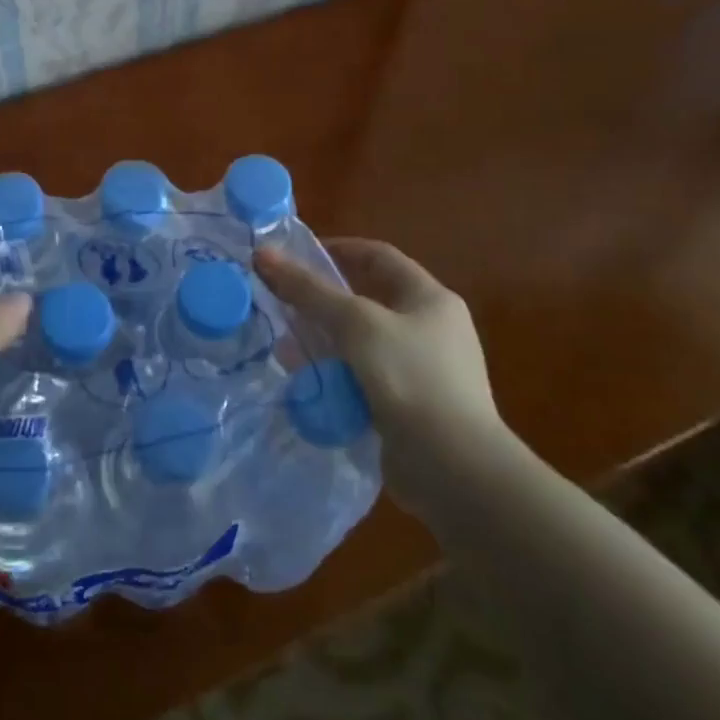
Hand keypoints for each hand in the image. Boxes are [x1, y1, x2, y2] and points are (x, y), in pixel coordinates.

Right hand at [254, 239, 510, 508]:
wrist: (456, 470)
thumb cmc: (410, 378)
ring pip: (362, 343)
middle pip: (368, 301)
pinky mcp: (412, 407)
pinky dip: (337, 377)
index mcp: (431, 299)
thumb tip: (263, 253)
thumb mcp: (356, 324)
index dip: (338, 250)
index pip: (379, 257)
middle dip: (323, 302)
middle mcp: (432, 329)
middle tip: (283, 304)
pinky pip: (365, 379)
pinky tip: (308, 384)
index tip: (296, 257)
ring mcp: (424, 370)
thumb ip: (308, 289)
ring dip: (325, 343)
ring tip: (286, 347)